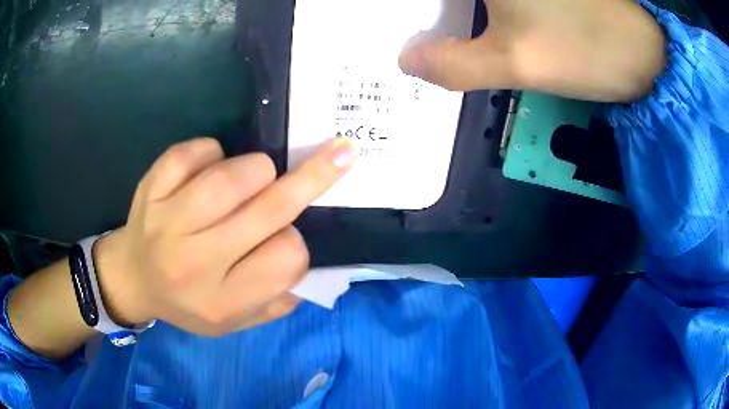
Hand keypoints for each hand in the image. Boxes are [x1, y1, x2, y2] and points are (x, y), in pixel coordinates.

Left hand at [94, 138, 355, 335]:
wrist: (131, 279)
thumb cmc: (185, 303)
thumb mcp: (233, 323)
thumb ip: (275, 302)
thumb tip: (310, 265)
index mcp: (221, 300)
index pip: (288, 259)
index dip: (296, 243)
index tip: (286, 239)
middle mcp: (194, 262)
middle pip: (269, 209)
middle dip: (312, 177)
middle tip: (339, 153)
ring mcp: (168, 220)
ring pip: (234, 175)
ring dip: (257, 169)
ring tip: (252, 178)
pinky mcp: (151, 187)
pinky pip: (196, 151)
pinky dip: (212, 152)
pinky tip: (208, 169)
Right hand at [399, 0, 665, 101]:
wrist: (645, 54)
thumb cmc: (586, 50)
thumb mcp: (516, 63)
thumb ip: (453, 64)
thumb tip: (406, 61)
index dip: (404, 10)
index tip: (392, 25)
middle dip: (424, 12)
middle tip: (413, 38)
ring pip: (469, 0)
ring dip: (447, 13)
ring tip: (434, 37)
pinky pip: (491, 2)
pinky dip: (471, 11)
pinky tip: (467, 23)